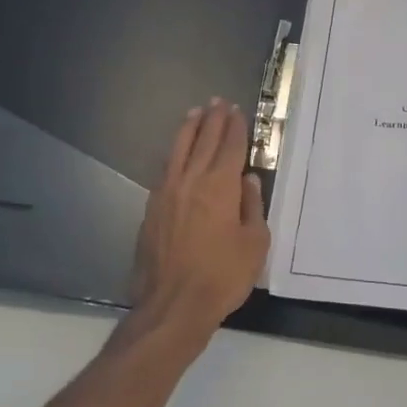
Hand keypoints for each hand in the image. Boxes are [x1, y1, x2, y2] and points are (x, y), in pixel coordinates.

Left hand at [130, 98, 270, 344]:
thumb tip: (248, 181)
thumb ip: (252, 207)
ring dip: (189, 129)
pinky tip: (177, 153)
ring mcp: (167, 192)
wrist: (172, 304)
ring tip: (195, 113)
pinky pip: (165, 169)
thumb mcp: (254, 244)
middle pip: (203, 140)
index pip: (230, 146)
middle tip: (218, 102)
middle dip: (213, 120)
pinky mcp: (152, 208)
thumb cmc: (222, 275)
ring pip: (179, 150)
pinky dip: (174, 153)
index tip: (236, 110)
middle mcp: (192, 180)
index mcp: (221, 186)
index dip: (235, 127)